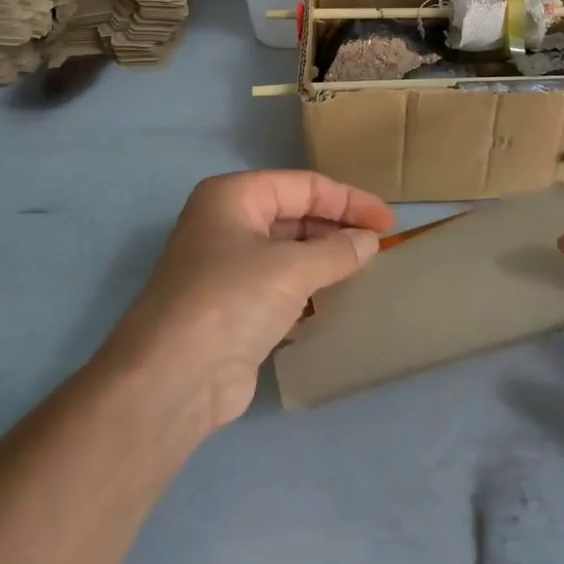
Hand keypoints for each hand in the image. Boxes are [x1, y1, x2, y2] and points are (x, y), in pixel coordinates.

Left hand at [103, 171, 395, 431]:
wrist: (174, 378)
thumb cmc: (232, 299)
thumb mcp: (292, 268)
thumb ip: (337, 250)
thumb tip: (369, 241)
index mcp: (233, 196)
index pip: (304, 185)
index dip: (349, 200)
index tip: (389, 222)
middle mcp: (226, 223)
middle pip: (295, 214)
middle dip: (337, 226)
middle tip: (380, 245)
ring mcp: (226, 266)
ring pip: (287, 250)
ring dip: (324, 257)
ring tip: (367, 267)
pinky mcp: (232, 306)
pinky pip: (279, 283)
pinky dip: (308, 286)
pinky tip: (336, 296)